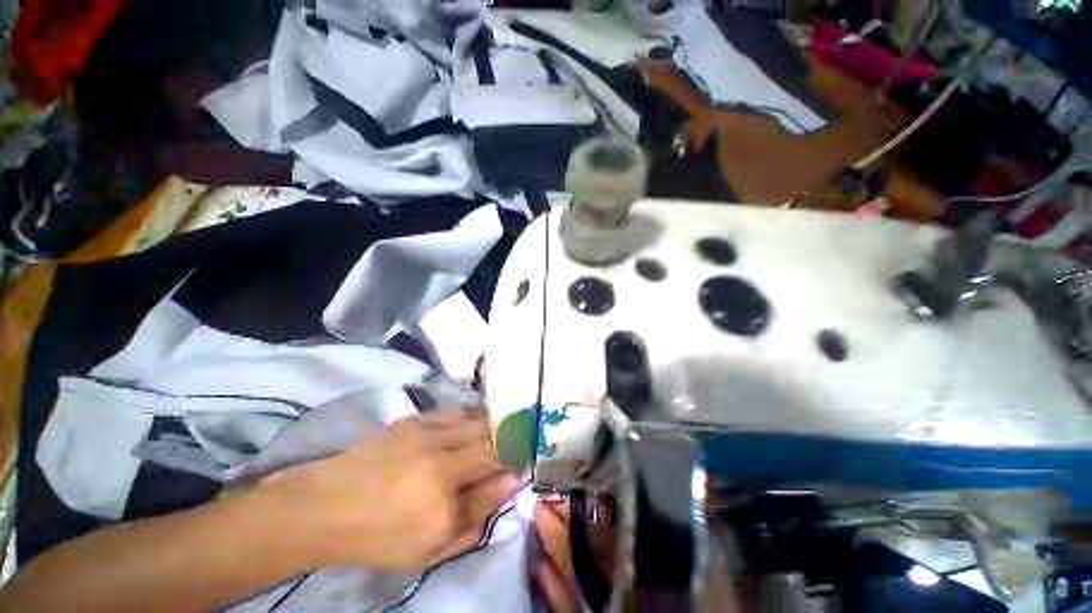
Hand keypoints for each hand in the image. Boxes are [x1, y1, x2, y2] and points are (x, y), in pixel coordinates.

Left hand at [258, 406, 518, 571]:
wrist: (324, 507)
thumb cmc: (378, 537)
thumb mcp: (430, 548)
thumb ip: (476, 517)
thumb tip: (510, 485)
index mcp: (446, 495)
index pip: (498, 471)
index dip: (518, 463)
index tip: (526, 463)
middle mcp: (442, 458)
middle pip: (491, 439)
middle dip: (511, 439)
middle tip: (520, 441)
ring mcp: (427, 434)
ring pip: (476, 420)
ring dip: (495, 422)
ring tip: (505, 425)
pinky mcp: (414, 420)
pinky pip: (454, 410)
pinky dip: (472, 412)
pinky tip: (478, 415)